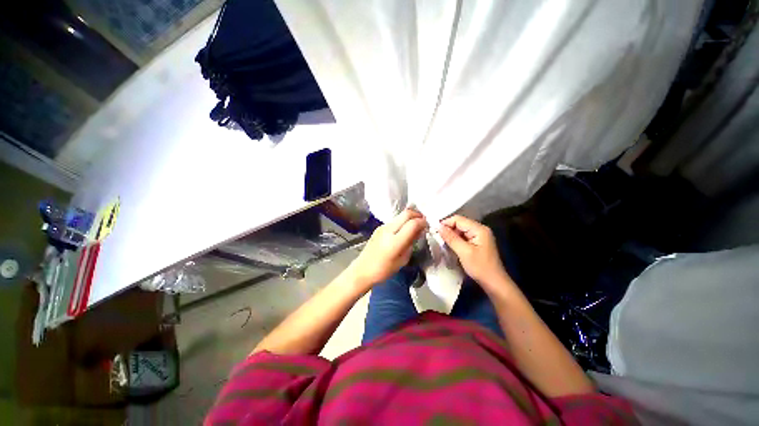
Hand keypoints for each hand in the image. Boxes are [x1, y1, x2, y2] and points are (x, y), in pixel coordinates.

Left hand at [349, 209, 426, 288]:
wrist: (363, 270)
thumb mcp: (402, 260)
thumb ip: (411, 243)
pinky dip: (402, 222)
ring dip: (409, 218)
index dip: (422, 222)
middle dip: (417, 215)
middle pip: (406, 213)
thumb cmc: (384, 270)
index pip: (413, 223)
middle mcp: (388, 230)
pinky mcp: (379, 227)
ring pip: (400, 215)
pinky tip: (404, 230)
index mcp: (395, 241)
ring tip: (415, 226)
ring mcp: (382, 227)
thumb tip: (419, 231)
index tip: (427, 225)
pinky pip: (394, 220)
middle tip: (423, 222)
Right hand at [438, 215, 510, 289]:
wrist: (494, 283)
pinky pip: (463, 236)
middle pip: (459, 223)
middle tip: (436, 237)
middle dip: (447, 229)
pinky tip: (449, 245)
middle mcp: (480, 229)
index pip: (458, 219)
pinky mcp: (477, 242)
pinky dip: (455, 239)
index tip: (434, 230)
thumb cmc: (480, 267)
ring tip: (441, 241)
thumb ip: (451, 238)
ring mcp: (479, 236)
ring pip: (460, 230)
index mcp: (479, 229)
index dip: (445, 223)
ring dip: (450, 235)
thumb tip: (438, 226)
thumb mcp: (463, 252)